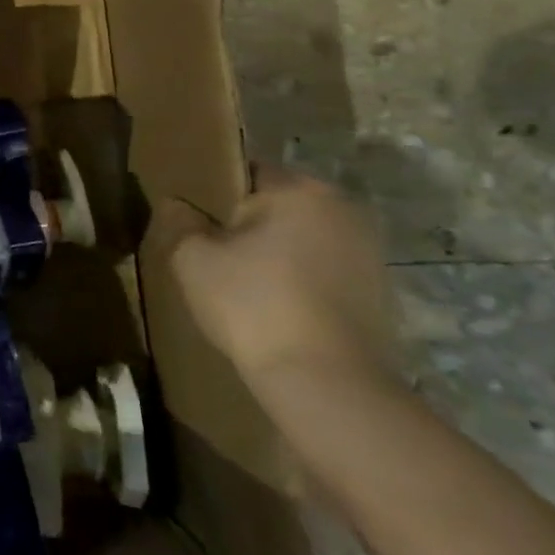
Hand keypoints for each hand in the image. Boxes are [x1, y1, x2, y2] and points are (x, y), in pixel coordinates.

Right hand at [156, 164, 396, 388]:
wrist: (326, 383)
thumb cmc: (253, 305)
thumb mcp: (192, 258)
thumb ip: (179, 220)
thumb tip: (176, 204)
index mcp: (299, 191)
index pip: (245, 171)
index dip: (213, 193)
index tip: (193, 220)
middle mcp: (343, 210)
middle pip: (276, 205)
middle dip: (245, 223)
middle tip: (212, 253)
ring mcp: (368, 253)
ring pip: (300, 239)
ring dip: (274, 252)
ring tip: (241, 284)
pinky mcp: (378, 292)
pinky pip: (322, 271)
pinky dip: (298, 280)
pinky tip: (274, 308)